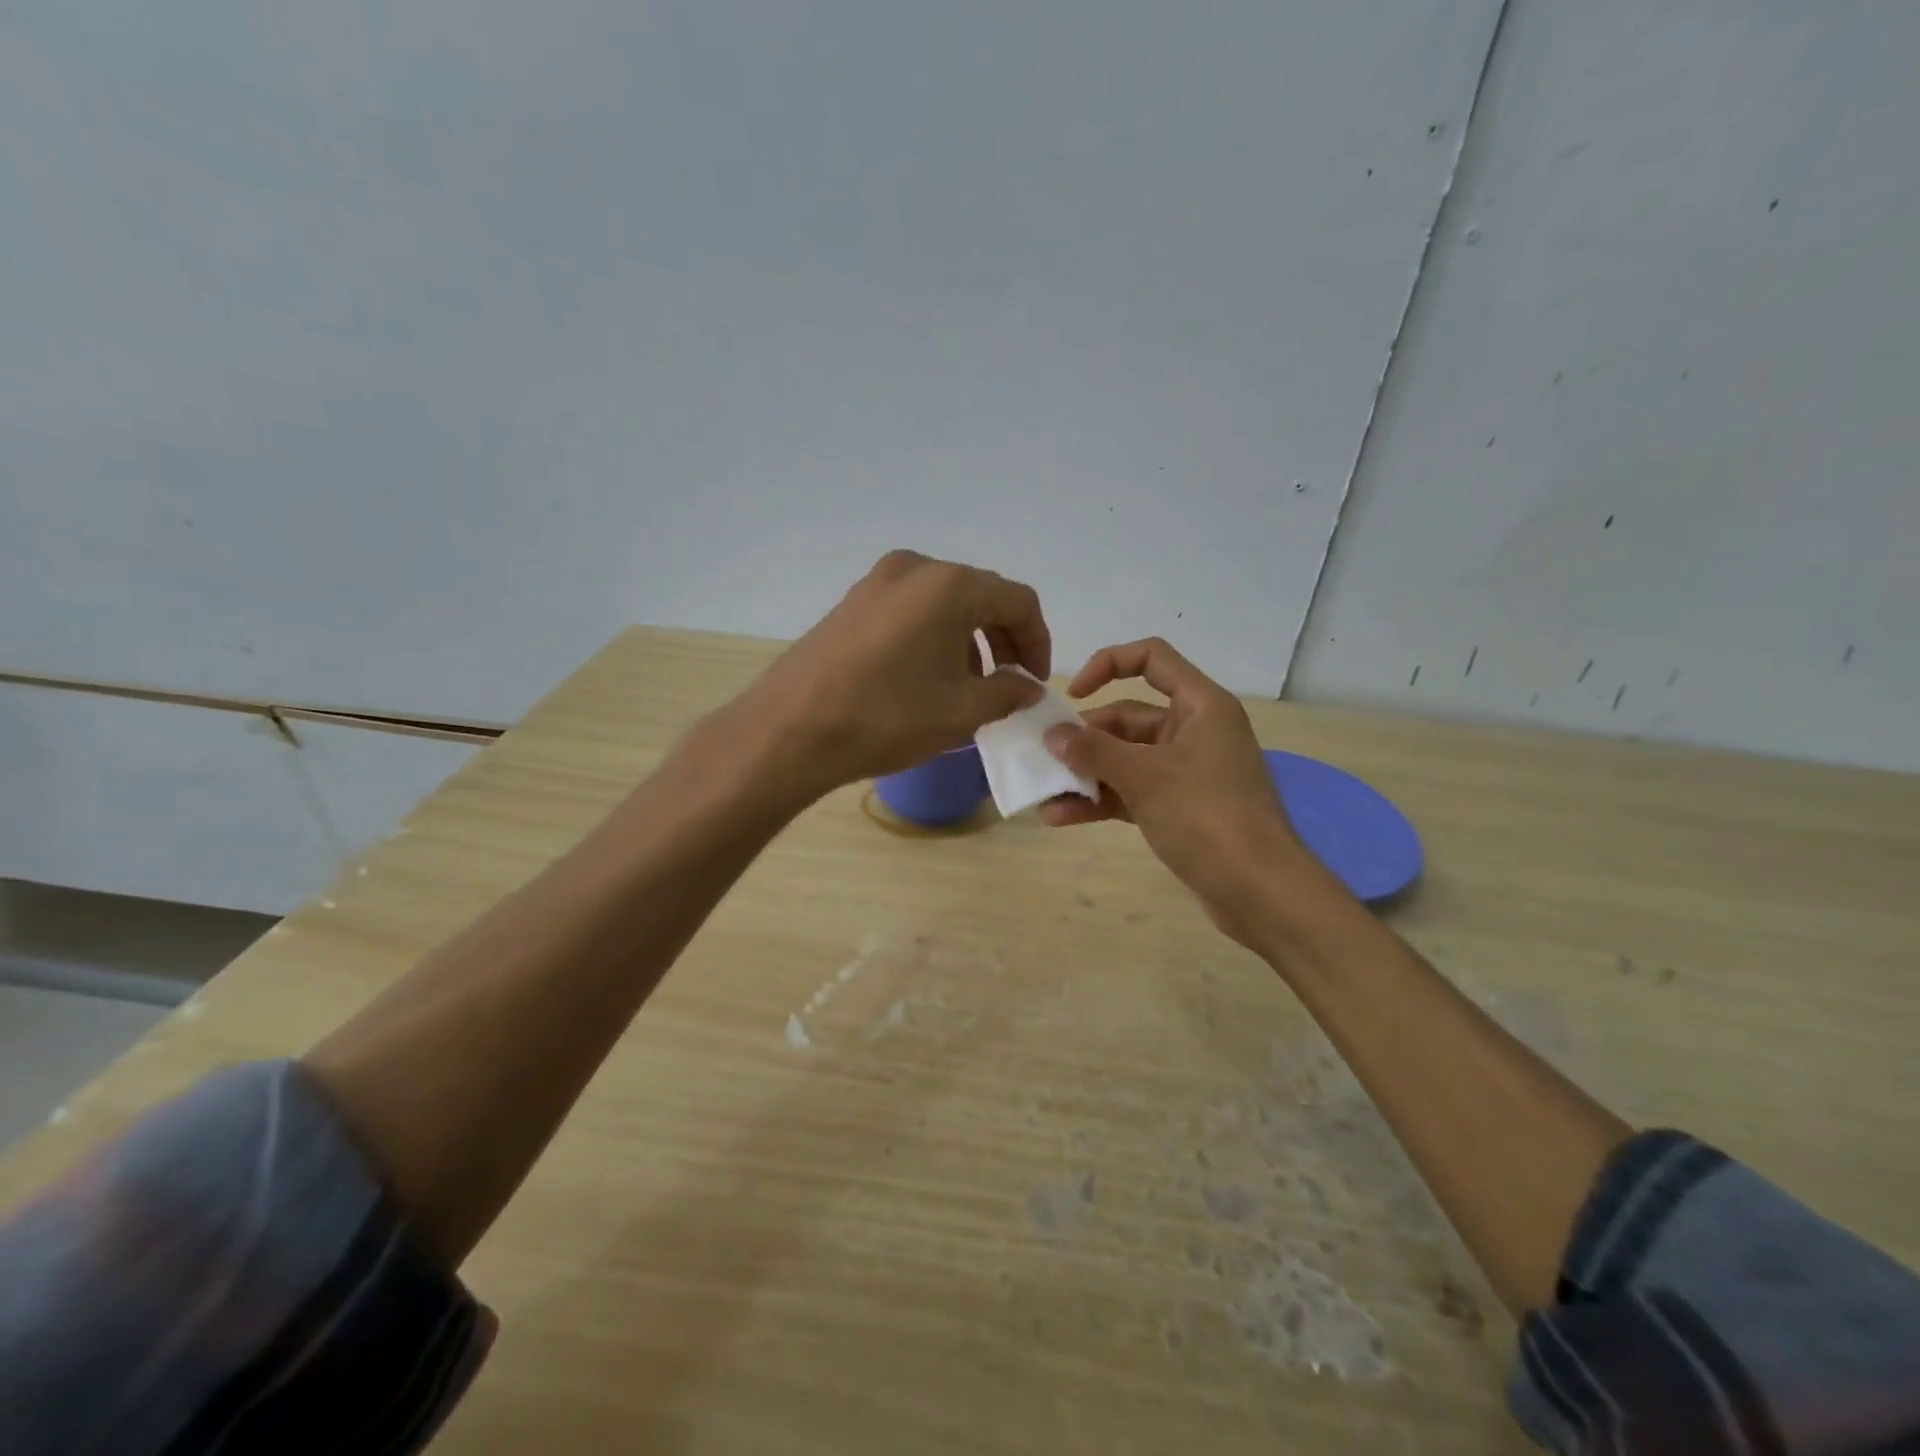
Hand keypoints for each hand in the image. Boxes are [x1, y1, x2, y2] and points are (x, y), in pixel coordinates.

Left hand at [740, 551, 1048, 794]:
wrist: (789, 731)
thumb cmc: (886, 718)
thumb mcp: (961, 713)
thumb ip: (1008, 693)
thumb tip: (1027, 686)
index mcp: (949, 585)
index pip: (1018, 600)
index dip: (1038, 641)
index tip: (1035, 682)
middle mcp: (914, 569)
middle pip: (981, 595)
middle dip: (1003, 640)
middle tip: (1008, 684)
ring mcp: (876, 582)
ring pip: (944, 603)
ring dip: (968, 640)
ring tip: (967, 687)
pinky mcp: (851, 603)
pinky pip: (910, 611)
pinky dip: (934, 637)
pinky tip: (926, 678)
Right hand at [1039, 638, 1322, 939]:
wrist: (1260, 892)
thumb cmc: (1207, 817)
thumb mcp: (1144, 777)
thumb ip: (1093, 751)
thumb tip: (1051, 734)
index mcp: (1200, 706)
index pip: (1151, 658)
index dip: (1108, 664)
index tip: (1073, 695)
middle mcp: (1194, 731)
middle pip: (1129, 717)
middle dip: (1086, 738)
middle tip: (1045, 757)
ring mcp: (1187, 772)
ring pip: (1126, 759)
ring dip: (1087, 774)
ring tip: (1045, 794)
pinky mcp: (1179, 808)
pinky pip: (1132, 791)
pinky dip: (1102, 800)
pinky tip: (1063, 817)